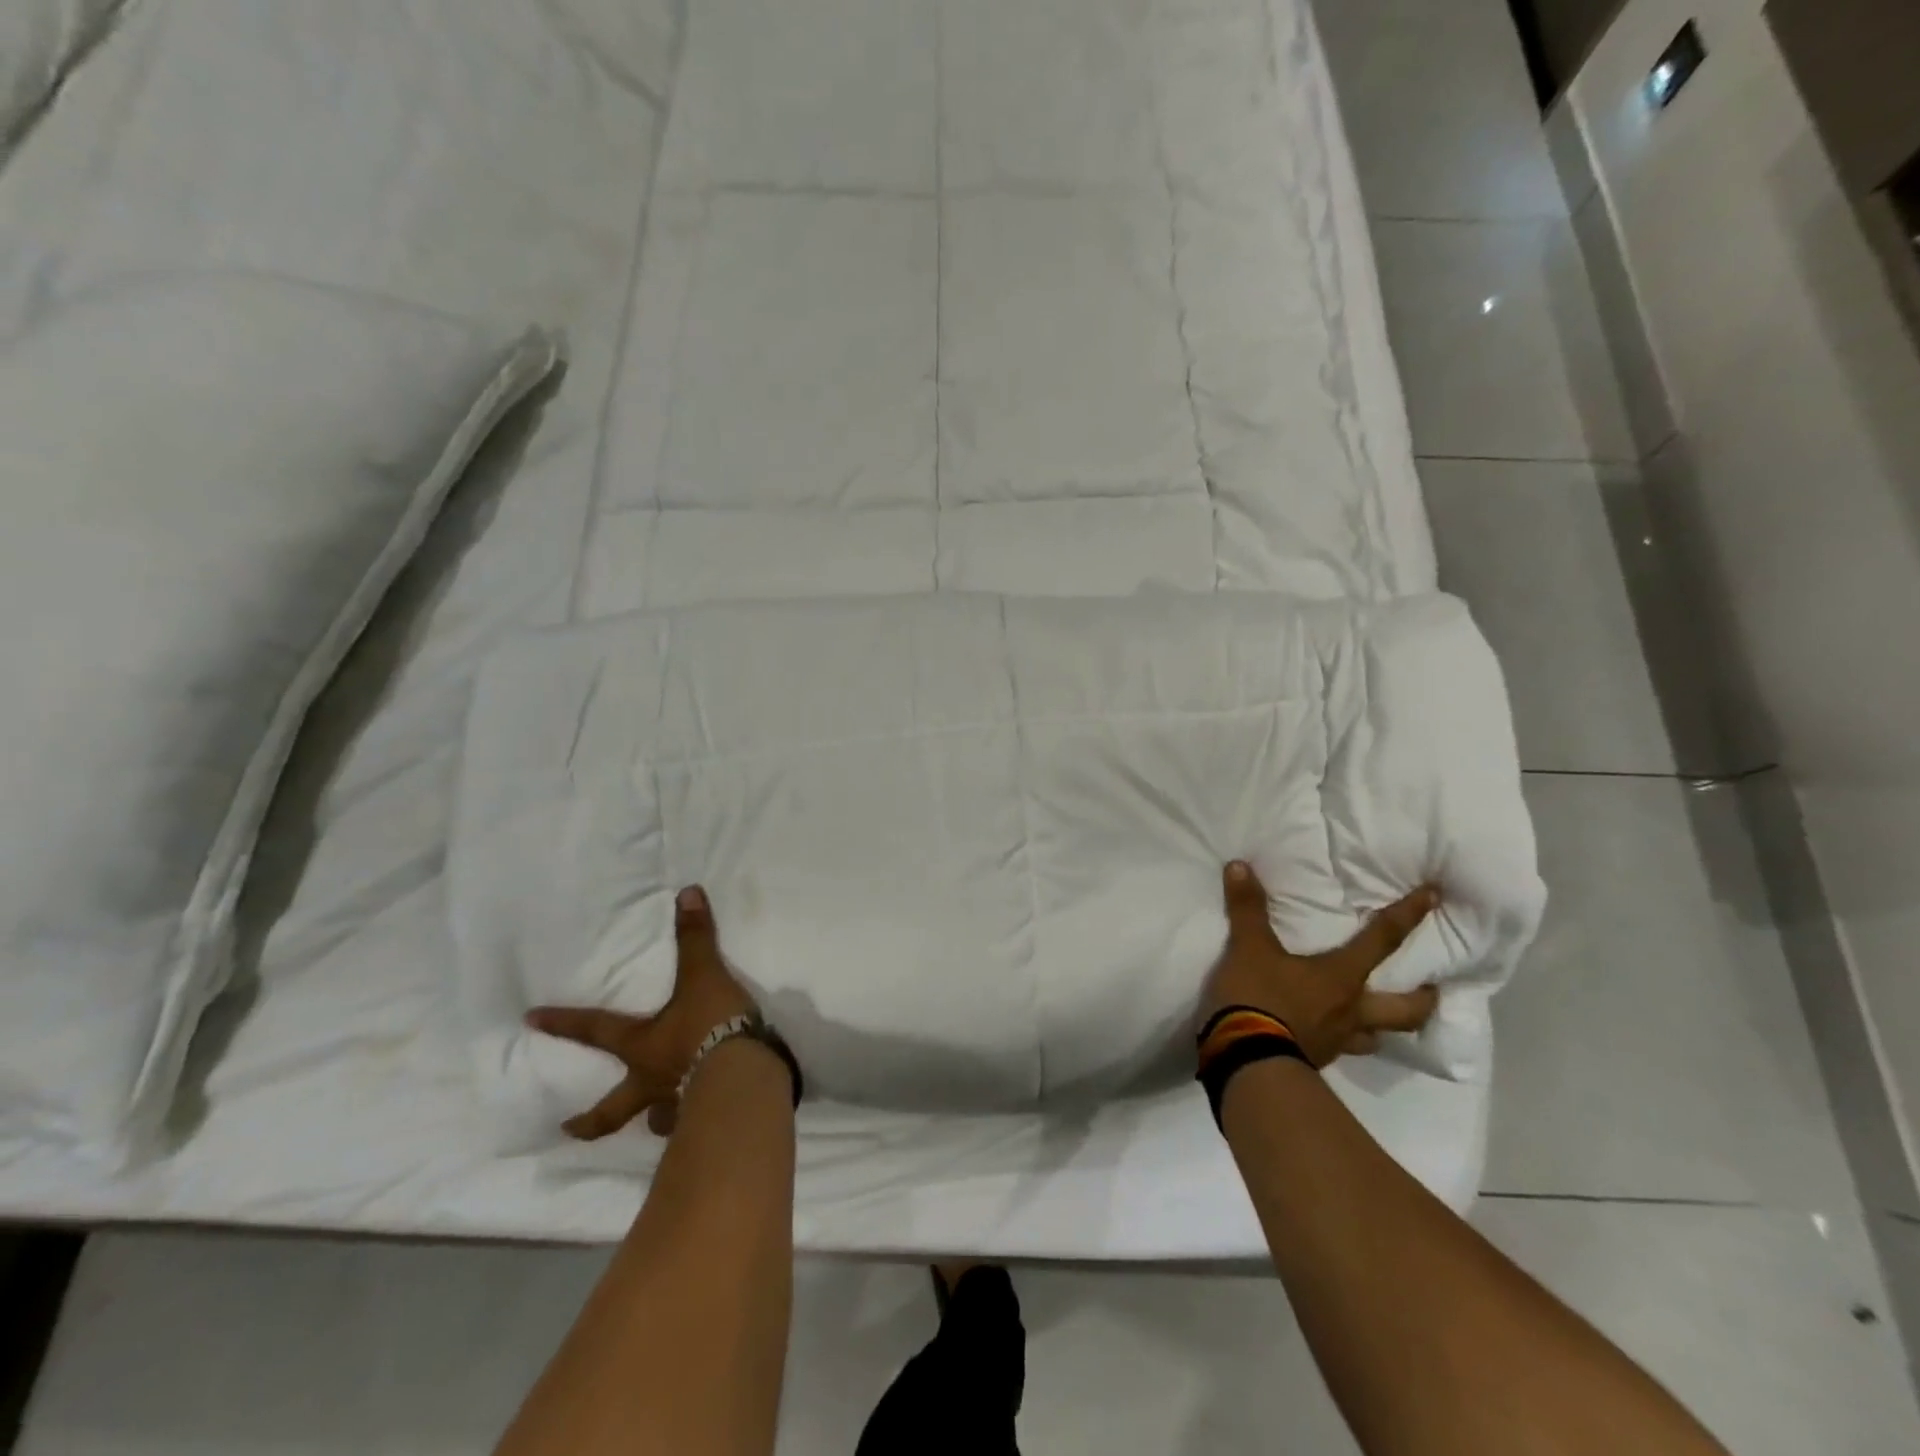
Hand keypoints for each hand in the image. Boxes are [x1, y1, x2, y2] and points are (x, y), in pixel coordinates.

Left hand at [526, 885, 756, 1139]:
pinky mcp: (707, 1117)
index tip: (531, 1020)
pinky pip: (693, 1123)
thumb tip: (686, 892)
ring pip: (654, 1120)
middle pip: (611, 1108)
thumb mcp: (704, 975)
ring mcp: (677, 1106)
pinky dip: (694, 1121)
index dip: (564, 1023)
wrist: (745, 1073)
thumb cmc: (713, 1024)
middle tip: (569, 1128)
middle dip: (590, 1119)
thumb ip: (695, 937)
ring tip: (655, 1122)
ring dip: (651, 1121)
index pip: (595, 1030)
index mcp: (642, 1046)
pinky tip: (703, 1117)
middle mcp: (651, 1081)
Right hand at [1202, 861, 1439, 1067]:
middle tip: (1431, 988)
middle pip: (1406, 1009)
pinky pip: (1343, 1049)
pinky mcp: (1317, 1060)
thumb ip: (1248, 908)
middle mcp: (1352, 1010)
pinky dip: (1344, 1040)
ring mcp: (1338, 1041)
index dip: (1408, 915)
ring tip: (1378, 1017)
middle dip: (1424, 998)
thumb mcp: (1248, 947)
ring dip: (1384, 1027)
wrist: (1245, 1060)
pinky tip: (1329, 1034)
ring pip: (1377, 1036)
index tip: (1434, 896)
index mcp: (1342, 977)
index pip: (1384, 940)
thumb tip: (1240, 865)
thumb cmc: (1258, 997)